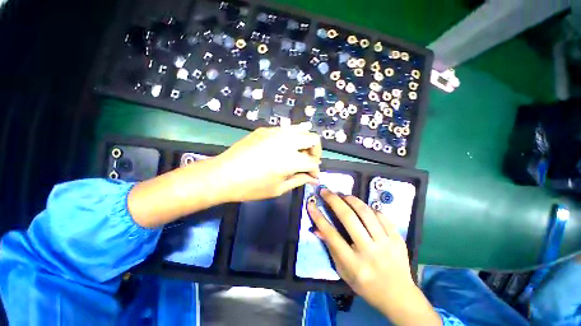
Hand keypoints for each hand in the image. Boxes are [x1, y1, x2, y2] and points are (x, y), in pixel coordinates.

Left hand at [214, 125, 321, 201]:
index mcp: (290, 159)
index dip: (316, 170)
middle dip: (315, 151)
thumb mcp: (278, 189)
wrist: (223, 175)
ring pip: (301, 129)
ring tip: (299, 153)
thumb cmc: (251, 187)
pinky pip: (285, 129)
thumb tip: (313, 178)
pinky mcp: (265, 129)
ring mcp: (275, 132)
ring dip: (305, 141)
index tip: (314, 176)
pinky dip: (291, 138)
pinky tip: (283, 148)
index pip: (313, 162)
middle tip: (309, 162)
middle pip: (313, 138)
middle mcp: (286, 141)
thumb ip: (299, 180)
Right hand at [308, 189, 441, 325]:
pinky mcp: (397, 238)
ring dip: (352, 200)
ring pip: (366, 213)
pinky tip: (363, 207)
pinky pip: (382, 216)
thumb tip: (317, 228)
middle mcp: (369, 251)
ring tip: (343, 195)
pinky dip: (369, 208)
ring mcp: (386, 243)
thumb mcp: (343, 271)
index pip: (331, 235)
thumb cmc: (365, 285)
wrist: (398, 295)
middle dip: (334, 200)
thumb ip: (330, 248)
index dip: (318, 217)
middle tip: (325, 191)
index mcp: (353, 264)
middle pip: (348, 218)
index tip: (311, 204)